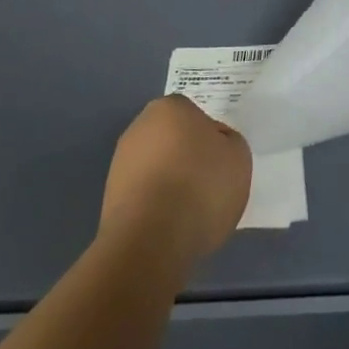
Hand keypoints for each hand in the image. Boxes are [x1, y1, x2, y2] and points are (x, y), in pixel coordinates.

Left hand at [99, 95, 251, 274]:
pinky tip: (168, 226)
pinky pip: (144, 194)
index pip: (196, 117)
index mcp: (171, 107)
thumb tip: (214, 145)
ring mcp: (121, 161)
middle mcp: (140, 126)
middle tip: (207, 187)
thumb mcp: (238, 158)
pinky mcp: (110, 196)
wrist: (150, 241)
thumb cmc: (200, 187)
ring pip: (157, 168)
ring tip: (188, 214)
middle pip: (173, 140)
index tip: (220, 165)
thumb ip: (229, 143)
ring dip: (170, 184)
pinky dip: (155, 206)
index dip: (211, 141)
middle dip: (187, 159)